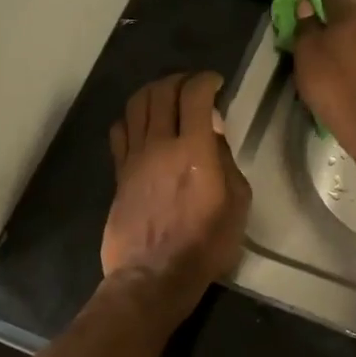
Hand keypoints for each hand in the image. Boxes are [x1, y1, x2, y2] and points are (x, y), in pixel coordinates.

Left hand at [103, 71, 250, 321]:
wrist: (154, 276)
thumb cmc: (205, 245)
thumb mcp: (236, 204)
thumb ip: (226, 161)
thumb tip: (213, 132)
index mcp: (195, 150)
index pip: (195, 94)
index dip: (206, 80)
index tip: (217, 84)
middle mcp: (161, 144)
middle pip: (162, 91)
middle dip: (180, 80)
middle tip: (194, 87)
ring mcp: (134, 157)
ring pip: (136, 105)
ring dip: (154, 92)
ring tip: (168, 99)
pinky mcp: (119, 173)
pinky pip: (119, 130)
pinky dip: (132, 117)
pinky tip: (143, 125)